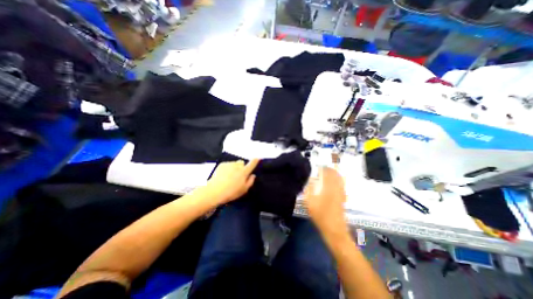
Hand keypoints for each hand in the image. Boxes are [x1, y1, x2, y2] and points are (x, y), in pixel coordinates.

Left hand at [201, 160, 258, 205]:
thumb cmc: (231, 192)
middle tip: (238, 174)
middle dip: (241, 166)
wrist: (214, 191)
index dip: (255, 161)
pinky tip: (223, 175)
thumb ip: (250, 181)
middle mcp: (237, 165)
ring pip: (234, 163)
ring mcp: (229, 164)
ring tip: (229, 176)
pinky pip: (227, 164)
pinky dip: (227, 168)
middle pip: (241, 162)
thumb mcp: (244, 190)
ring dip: (234, 167)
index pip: (251, 164)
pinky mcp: (222, 164)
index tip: (257, 158)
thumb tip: (253, 175)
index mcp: (244, 172)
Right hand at [304, 167, 349, 236]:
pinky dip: (337, 180)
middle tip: (322, 168)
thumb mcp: (309, 202)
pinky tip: (332, 182)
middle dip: (329, 169)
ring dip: (334, 173)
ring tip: (327, 173)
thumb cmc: (320, 215)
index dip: (323, 168)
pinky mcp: (343, 197)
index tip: (317, 166)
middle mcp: (337, 187)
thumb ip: (308, 189)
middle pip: (335, 174)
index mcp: (328, 187)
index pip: (327, 172)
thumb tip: (309, 180)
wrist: (334, 229)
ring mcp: (341, 192)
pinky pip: (341, 184)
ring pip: (339, 178)